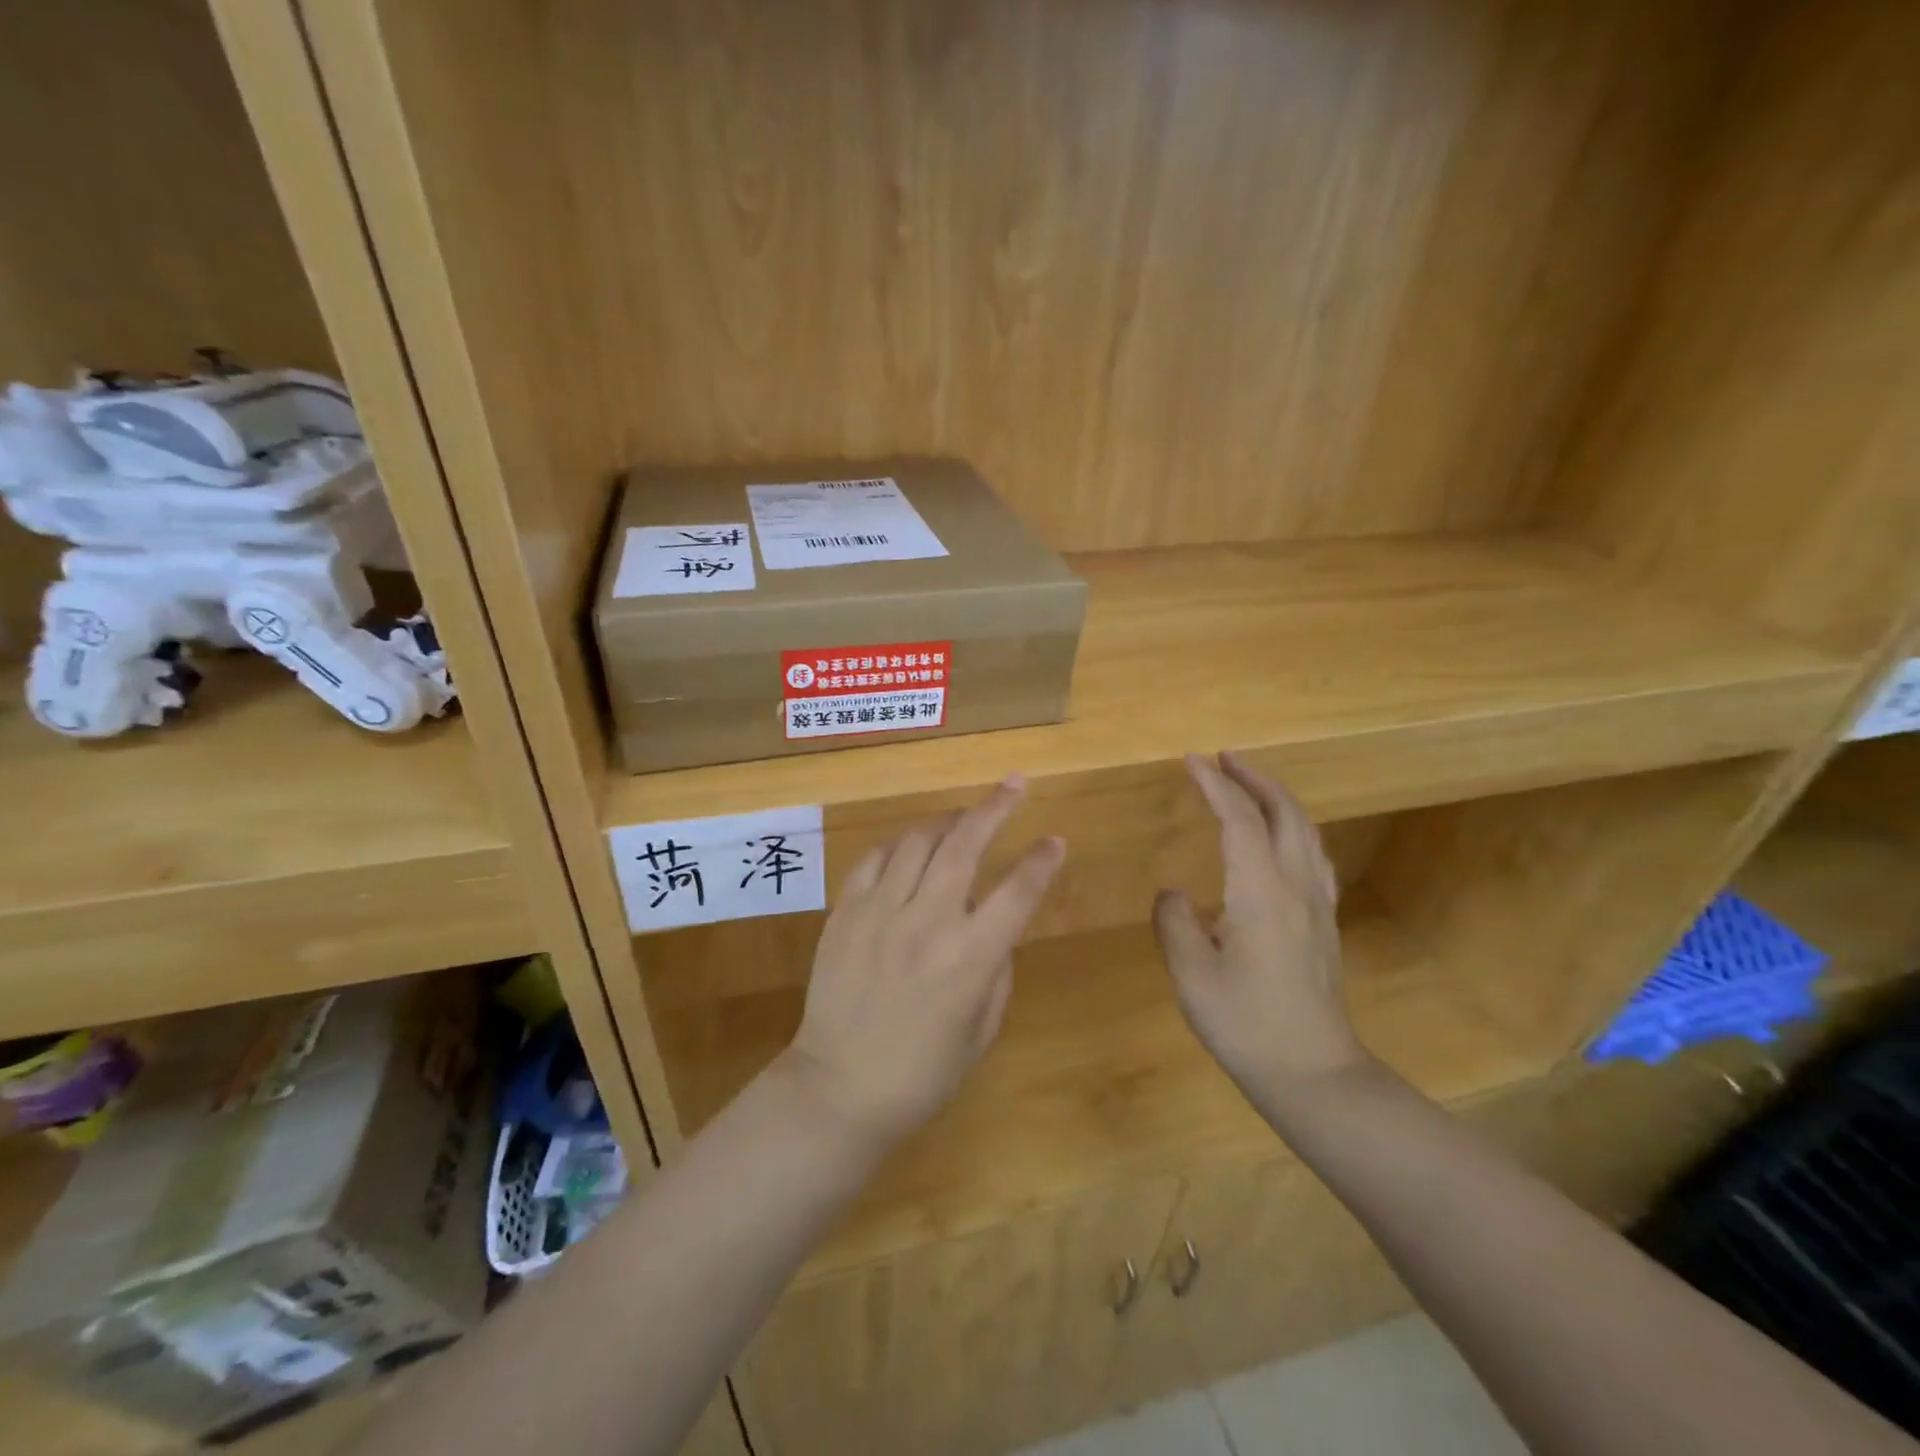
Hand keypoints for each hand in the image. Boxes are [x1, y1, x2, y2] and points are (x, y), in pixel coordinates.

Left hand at [782, 777, 1065, 1150]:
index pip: (1017, 890)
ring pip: (917, 841)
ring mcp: (880, 911)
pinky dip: (897, 846)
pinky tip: (908, 849)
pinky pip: (874, 860)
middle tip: (1014, 785)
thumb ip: (997, 970)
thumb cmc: (922, 1074)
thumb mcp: (982, 1031)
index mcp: (970, 956)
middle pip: (966, 844)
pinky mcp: (845, 912)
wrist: (838, 1090)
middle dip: (995, 807)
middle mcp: (927, 921)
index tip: (1055, 840)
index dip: (1042, 860)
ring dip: (946, 821)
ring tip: (960, 818)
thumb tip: (997, 929)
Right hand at [1154, 752, 1367, 1098]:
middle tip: (1225, 758)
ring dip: (1278, 798)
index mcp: (1260, 890)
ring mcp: (1317, 905)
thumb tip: (1174, 893)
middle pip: (1284, 813)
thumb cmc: (1246, 1023)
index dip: (1215, 785)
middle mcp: (1296, 886)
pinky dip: (1295, 828)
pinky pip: (1313, 856)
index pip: (1239, 819)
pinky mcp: (1324, 924)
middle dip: (1254, 778)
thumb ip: (1174, 921)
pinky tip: (1284, 839)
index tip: (1191, 760)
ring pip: (1306, 831)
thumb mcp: (1192, 973)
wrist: (1313, 1075)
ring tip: (1251, 785)